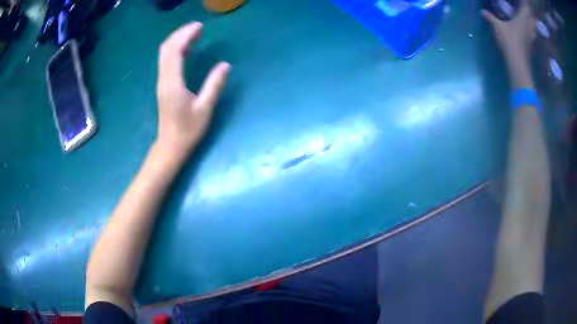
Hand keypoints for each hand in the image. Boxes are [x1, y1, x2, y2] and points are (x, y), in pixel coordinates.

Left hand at [156, 22, 229, 159]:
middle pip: (166, 48)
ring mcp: (162, 82)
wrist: (170, 146)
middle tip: (198, 27)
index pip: (175, 51)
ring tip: (194, 34)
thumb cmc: (188, 130)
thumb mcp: (205, 109)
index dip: (185, 36)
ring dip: (177, 40)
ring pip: (164, 54)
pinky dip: (175, 50)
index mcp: (173, 83)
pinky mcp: (164, 85)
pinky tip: (187, 50)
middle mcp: (164, 79)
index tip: (199, 27)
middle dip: (180, 34)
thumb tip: (225, 65)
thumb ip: (214, 85)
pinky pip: (166, 61)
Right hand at [482, 1, 535, 87]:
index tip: (525, 0)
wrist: (518, 65)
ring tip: (529, 20)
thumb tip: (482, 12)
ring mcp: (531, 38)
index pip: (526, 8)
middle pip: (532, 19)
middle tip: (527, 9)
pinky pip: (532, 36)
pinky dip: (531, 32)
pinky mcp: (531, 46)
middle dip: (530, 13)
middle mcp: (529, 28)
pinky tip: (529, 32)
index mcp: (523, 20)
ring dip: (532, 23)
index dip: (526, 3)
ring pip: (534, 28)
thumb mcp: (498, 28)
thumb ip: (491, 19)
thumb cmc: (509, 42)